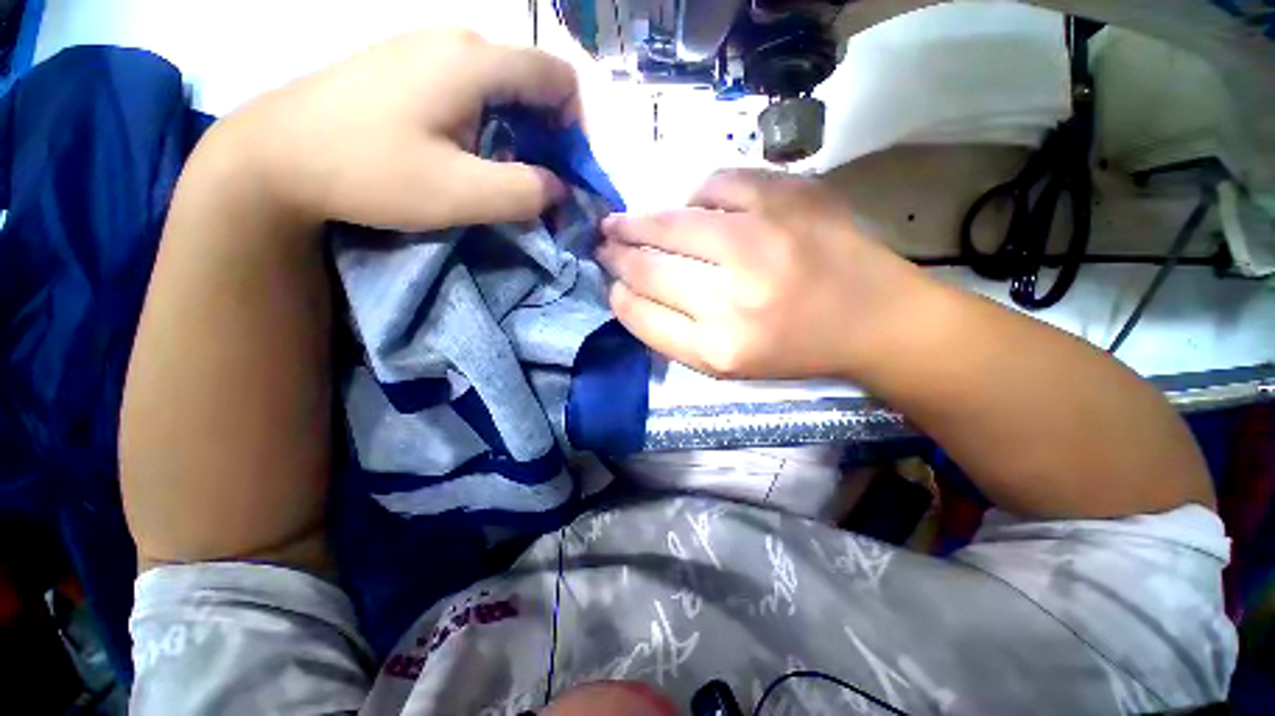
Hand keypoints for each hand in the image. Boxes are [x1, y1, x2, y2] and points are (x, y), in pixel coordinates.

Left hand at [210, 29, 579, 230]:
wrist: (275, 156)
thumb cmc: (369, 172)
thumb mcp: (461, 195)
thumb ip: (525, 192)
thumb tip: (558, 188)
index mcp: (475, 62)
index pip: (559, 78)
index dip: (575, 126)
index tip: (564, 170)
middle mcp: (456, 41)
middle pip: (532, 80)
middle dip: (549, 134)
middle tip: (536, 181)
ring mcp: (426, 49)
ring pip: (502, 85)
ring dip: (519, 131)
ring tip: (501, 172)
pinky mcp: (406, 66)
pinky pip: (470, 87)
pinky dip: (489, 123)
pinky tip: (466, 152)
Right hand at [598, 170, 934, 379]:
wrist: (874, 318)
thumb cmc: (796, 349)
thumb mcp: (727, 364)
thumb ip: (675, 334)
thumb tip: (631, 291)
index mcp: (718, 349)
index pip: (641, 316)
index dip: (618, 296)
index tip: (611, 282)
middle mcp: (732, 300)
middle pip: (649, 268)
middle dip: (617, 255)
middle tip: (605, 243)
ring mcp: (760, 242)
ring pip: (671, 223)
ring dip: (637, 221)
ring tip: (622, 220)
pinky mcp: (787, 199)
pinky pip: (716, 184)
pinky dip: (696, 194)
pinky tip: (694, 205)